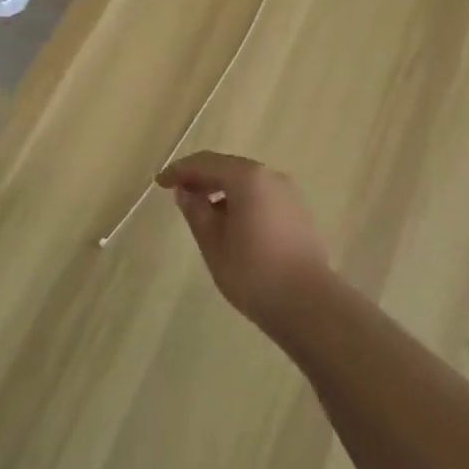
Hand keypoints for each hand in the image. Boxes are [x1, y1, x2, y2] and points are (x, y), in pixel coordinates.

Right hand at [158, 151, 329, 331]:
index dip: (179, 171)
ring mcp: (288, 192)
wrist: (309, 304)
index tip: (160, 183)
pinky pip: (261, 195)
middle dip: (201, 178)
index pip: (205, 163)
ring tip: (201, 211)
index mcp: (247, 177)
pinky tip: (230, 223)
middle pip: (227, 167)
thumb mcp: (213, 242)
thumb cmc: (253, 272)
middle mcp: (270, 175)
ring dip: (221, 189)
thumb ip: (196, 211)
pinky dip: (240, 200)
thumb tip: (186, 192)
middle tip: (178, 194)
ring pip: (246, 181)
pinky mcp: (298, 211)